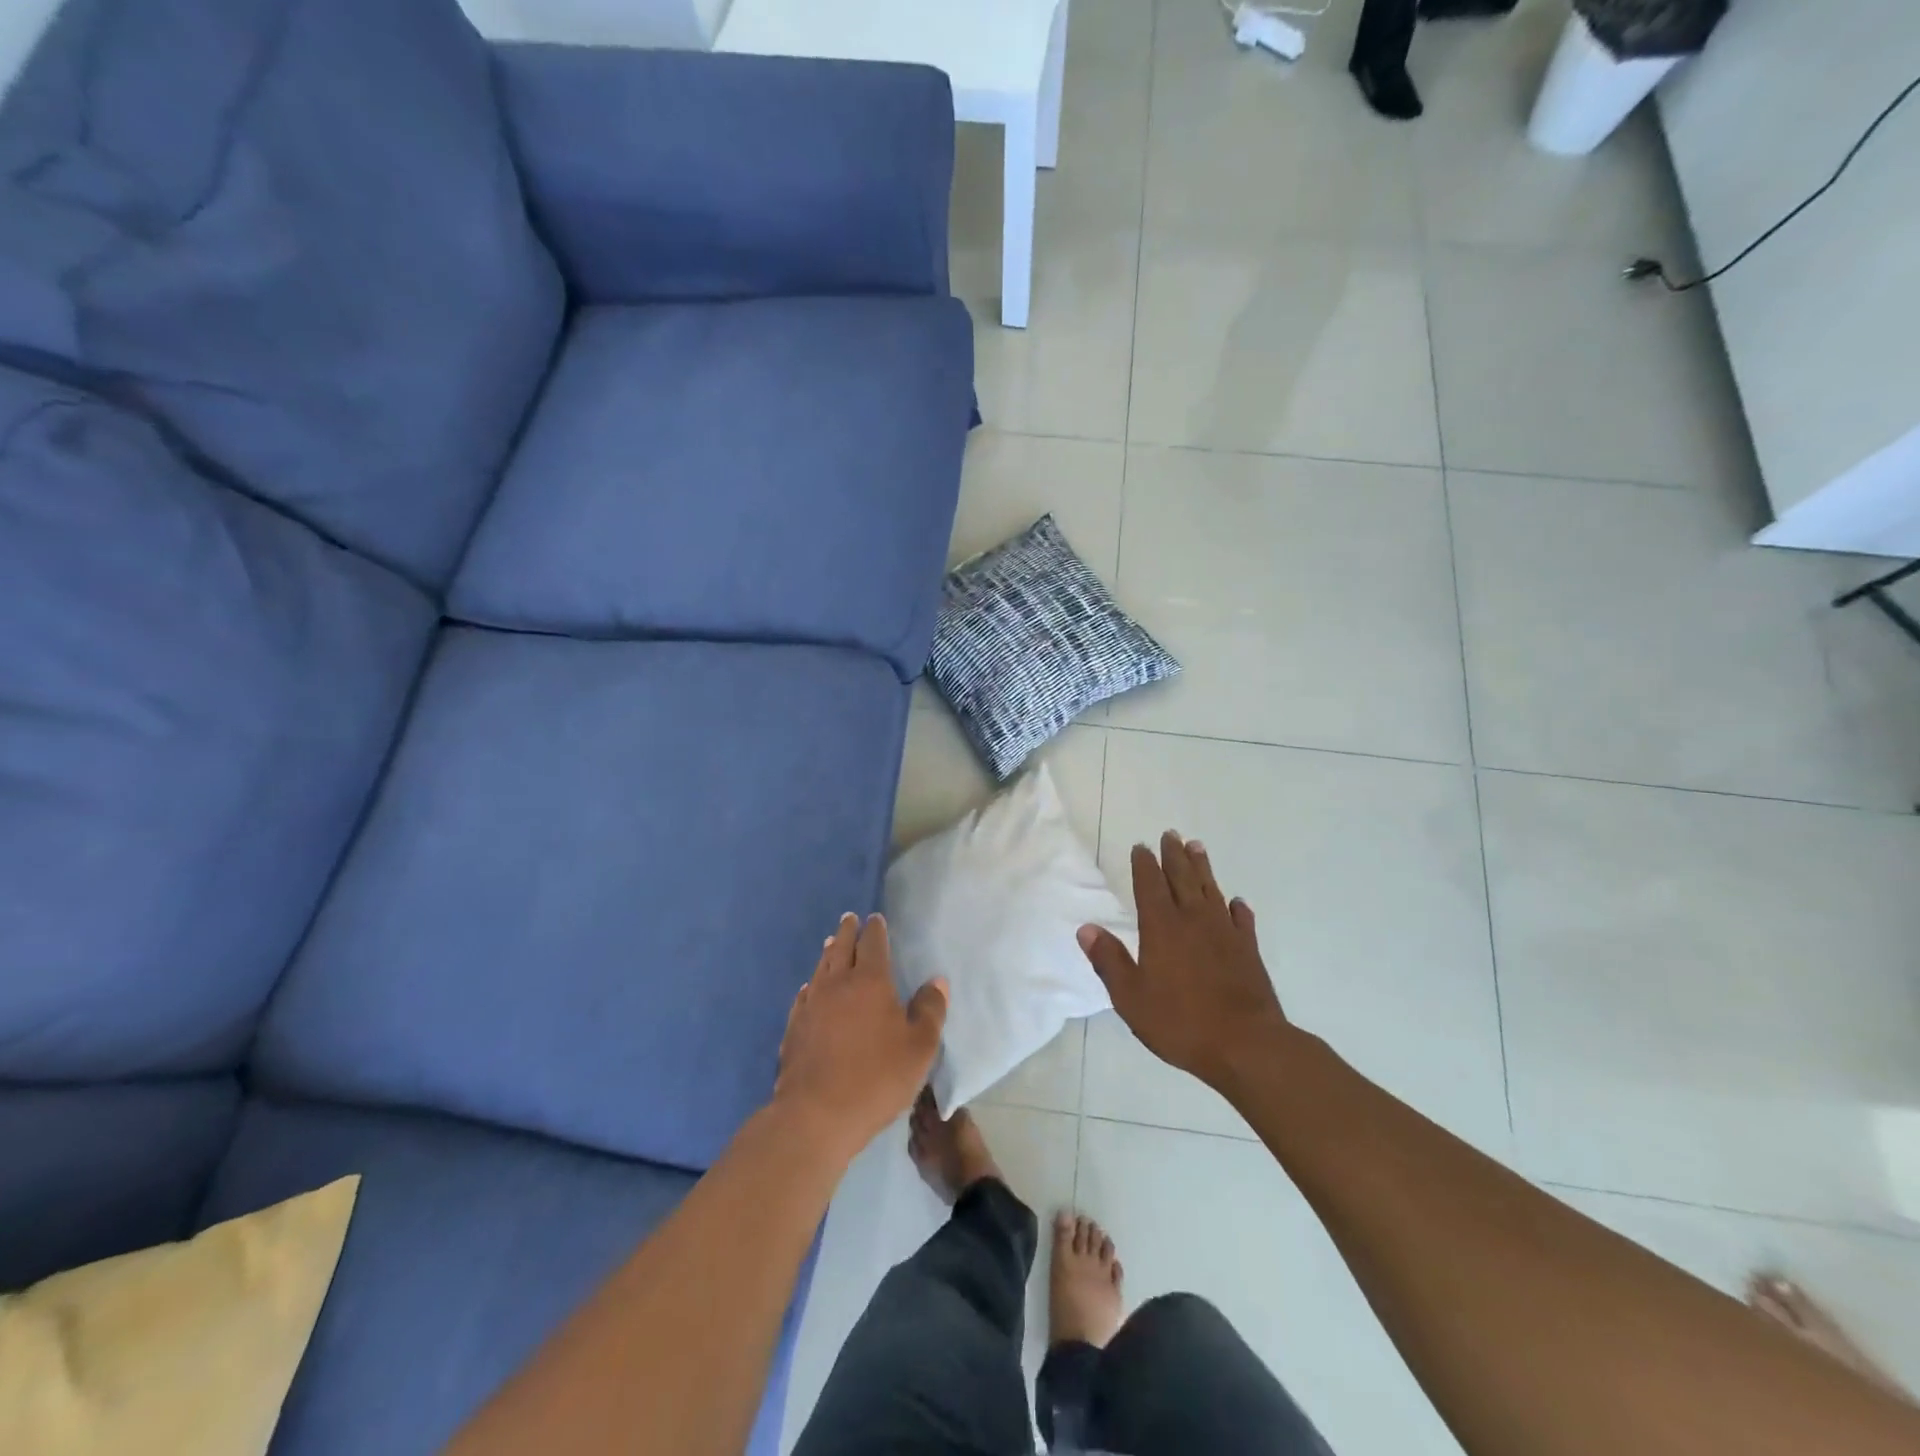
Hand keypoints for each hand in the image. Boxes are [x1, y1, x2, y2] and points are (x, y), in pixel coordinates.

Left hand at [775, 913, 947, 1157]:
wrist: (816, 1115)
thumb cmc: (877, 1078)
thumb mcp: (919, 1048)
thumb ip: (930, 1011)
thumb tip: (936, 981)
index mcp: (870, 982)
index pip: (873, 944)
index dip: (875, 929)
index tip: (875, 918)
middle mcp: (837, 985)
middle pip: (841, 948)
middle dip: (847, 931)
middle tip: (849, 919)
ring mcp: (811, 1005)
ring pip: (820, 968)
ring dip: (828, 953)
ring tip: (831, 943)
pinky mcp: (794, 1029)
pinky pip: (803, 996)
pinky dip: (811, 985)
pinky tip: (810, 989)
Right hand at [1077, 832, 1289, 1092]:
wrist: (1247, 1045)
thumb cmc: (1181, 1022)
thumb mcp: (1131, 997)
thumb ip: (1109, 961)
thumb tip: (1086, 928)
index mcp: (1162, 928)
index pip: (1150, 885)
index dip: (1144, 865)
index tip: (1141, 846)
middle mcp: (1194, 921)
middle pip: (1183, 879)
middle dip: (1174, 856)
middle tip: (1171, 834)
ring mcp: (1225, 934)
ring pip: (1211, 891)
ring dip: (1203, 868)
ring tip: (1197, 848)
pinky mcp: (1249, 951)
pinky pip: (1242, 921)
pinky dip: (1238, 908)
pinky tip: (1237, 903)